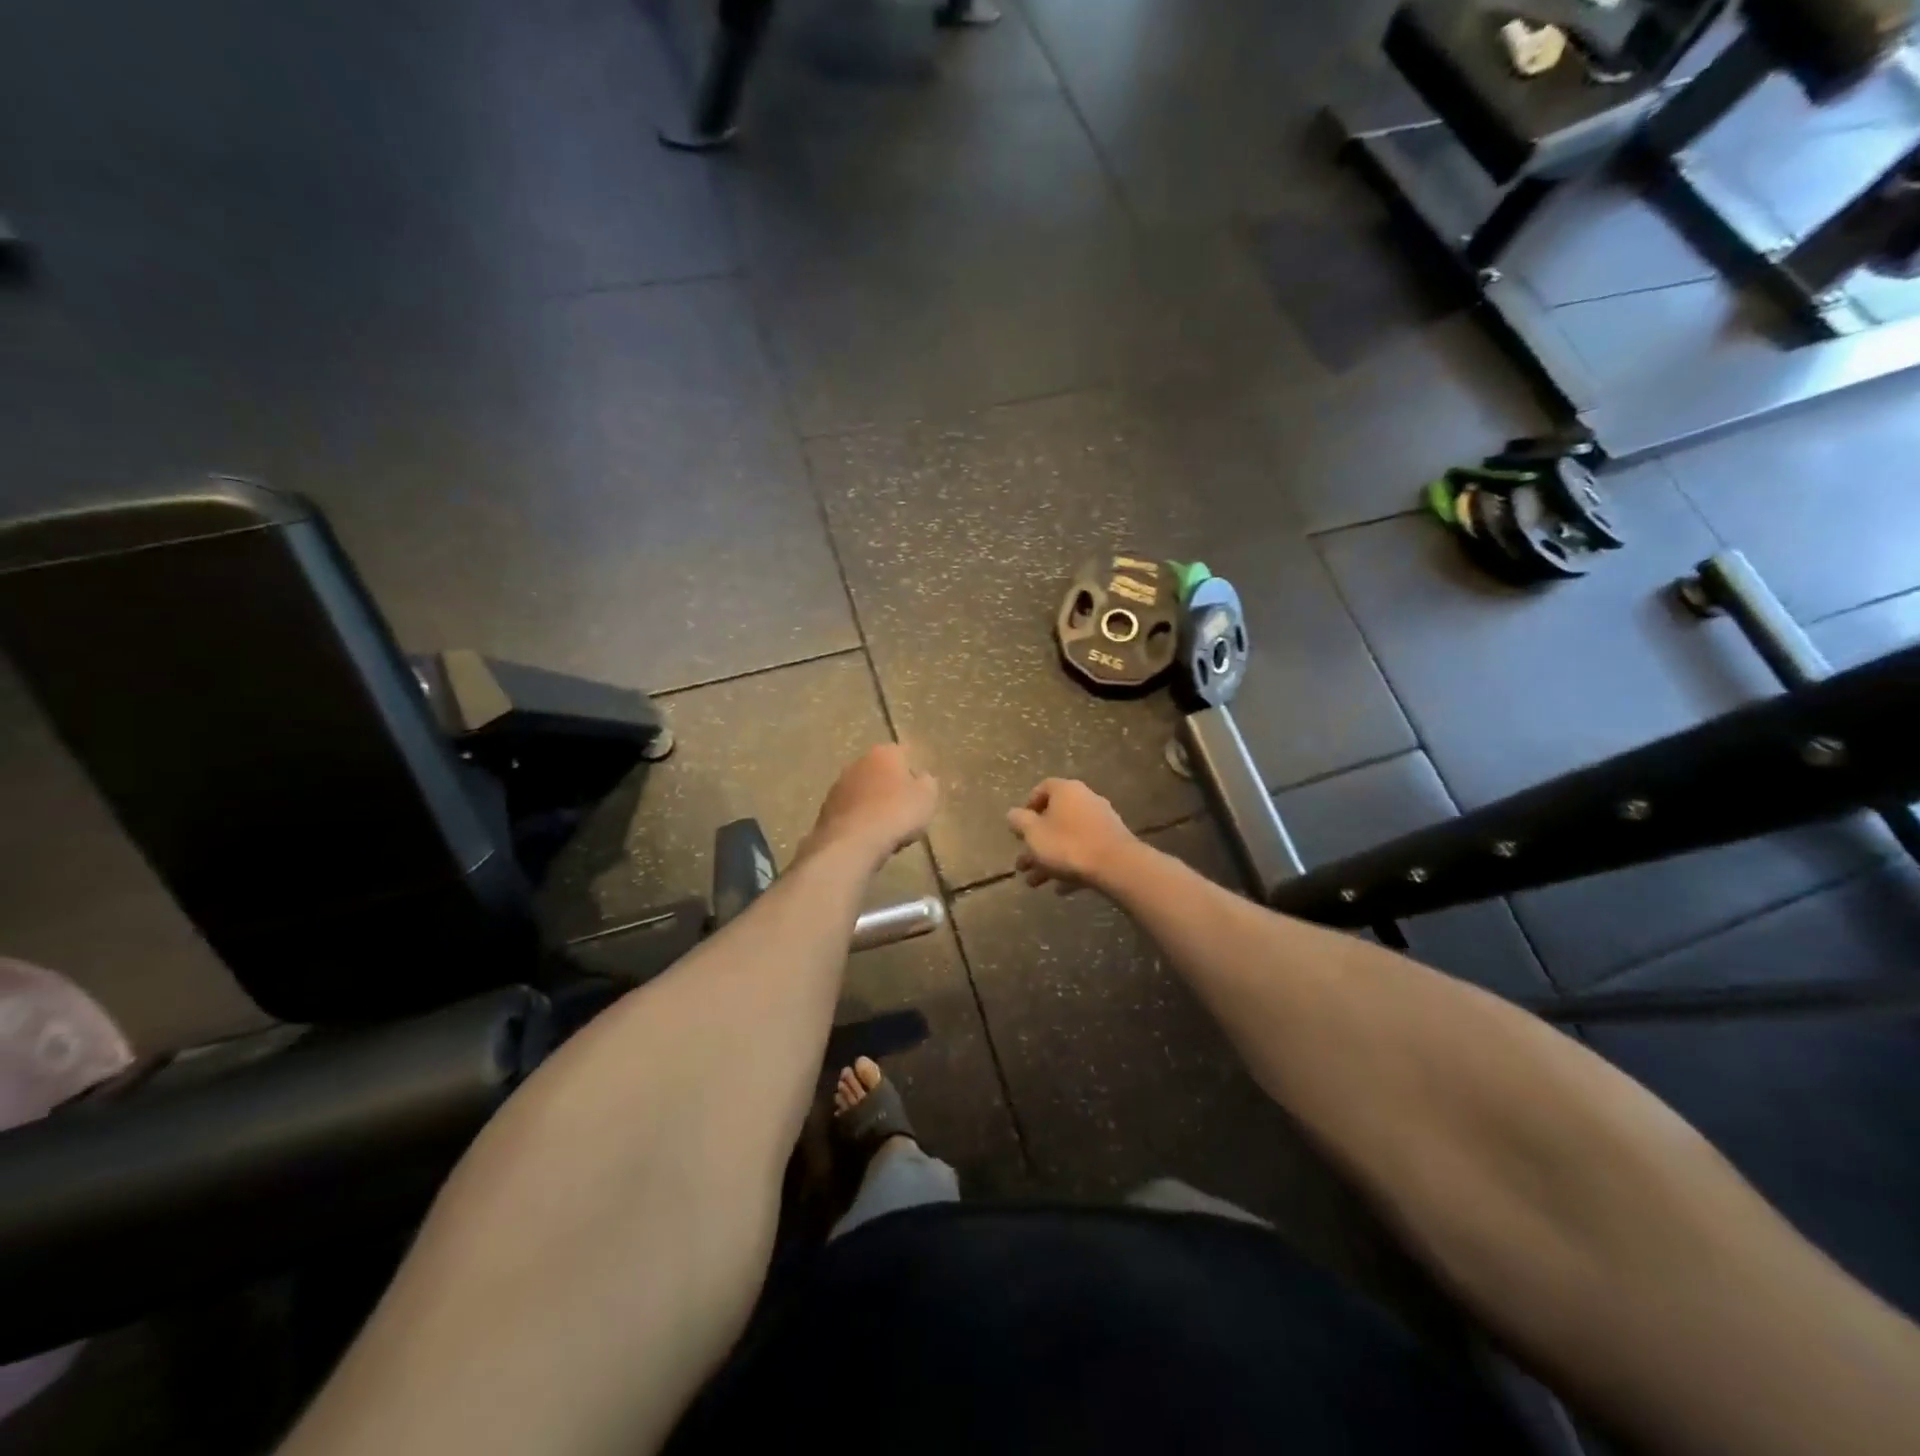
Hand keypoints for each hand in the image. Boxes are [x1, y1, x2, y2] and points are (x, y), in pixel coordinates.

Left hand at [799, 745, 938, 870]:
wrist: (852, 842)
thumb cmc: (897, 813)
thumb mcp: (927, 798)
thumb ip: (928, 783)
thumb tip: (922, 779)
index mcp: (885, 753)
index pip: (903, 753)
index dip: (913, 770)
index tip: (919, 788)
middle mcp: (858, 762)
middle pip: (880, 771)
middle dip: (890, 785)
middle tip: (904, 808)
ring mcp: (839, 785)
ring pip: (863, 790)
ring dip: (873, 802)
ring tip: (886, 826)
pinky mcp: (826, 808)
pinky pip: (850, 810)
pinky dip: (859, 818)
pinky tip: (868, 836)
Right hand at [1007, 778, 1138, 893]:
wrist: (1117, 866)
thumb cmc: (1068, 845)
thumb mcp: (1033, 833)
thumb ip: (1018, 821)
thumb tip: (1013, 814)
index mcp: (1065, 790)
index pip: (1043, 788)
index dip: (1028, 806)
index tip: (1019, 827)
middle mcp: (1085, 799)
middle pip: (1054, 819)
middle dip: (1036, 843)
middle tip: (1022, 864)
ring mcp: (1102, 821)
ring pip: (1068, 838)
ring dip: (1050, 859)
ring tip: (1035, 883)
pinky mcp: (1113, 843)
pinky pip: (1086, 851)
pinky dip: (1071, 866)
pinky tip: (1061, 888)